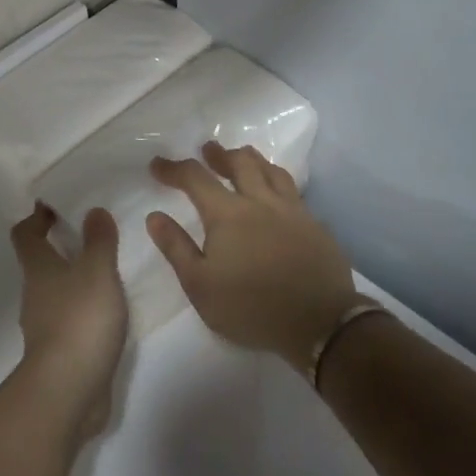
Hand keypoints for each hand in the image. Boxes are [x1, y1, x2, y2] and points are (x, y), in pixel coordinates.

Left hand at [11, 204, 128, 441]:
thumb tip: (93, 210)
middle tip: (94, 234)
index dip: (36, 217)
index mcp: (38, 269)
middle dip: (61, 247)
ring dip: (75, 280)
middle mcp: (35, 293)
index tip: (56, 205)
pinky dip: (85, 310)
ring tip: (108, 271)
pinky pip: (71, 320)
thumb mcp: (97, 271)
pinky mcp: (60, 352)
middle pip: (40, 262)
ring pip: (57, 292)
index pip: (25, 234)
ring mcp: (45, 326)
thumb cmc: (79, 320)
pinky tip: (110, 311)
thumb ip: (98, 240)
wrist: (68, 391)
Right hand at [147, 142, 358, 373]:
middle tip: (208, 150)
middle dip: (219, 154)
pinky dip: (277, 182)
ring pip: (271, 170)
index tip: (157, 165)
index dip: (173, 168)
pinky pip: (293, 191)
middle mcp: (260, 202)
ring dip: (252, 160)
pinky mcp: (315, 225)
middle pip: (240, 162)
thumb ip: (176, 248)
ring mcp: (292, 211)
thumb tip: (155, 216)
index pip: (195, 178)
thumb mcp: (200, 285)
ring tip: (243, 158)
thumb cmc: (251, 308)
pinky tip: (276, 194)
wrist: (320, 324)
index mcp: (228, 214)